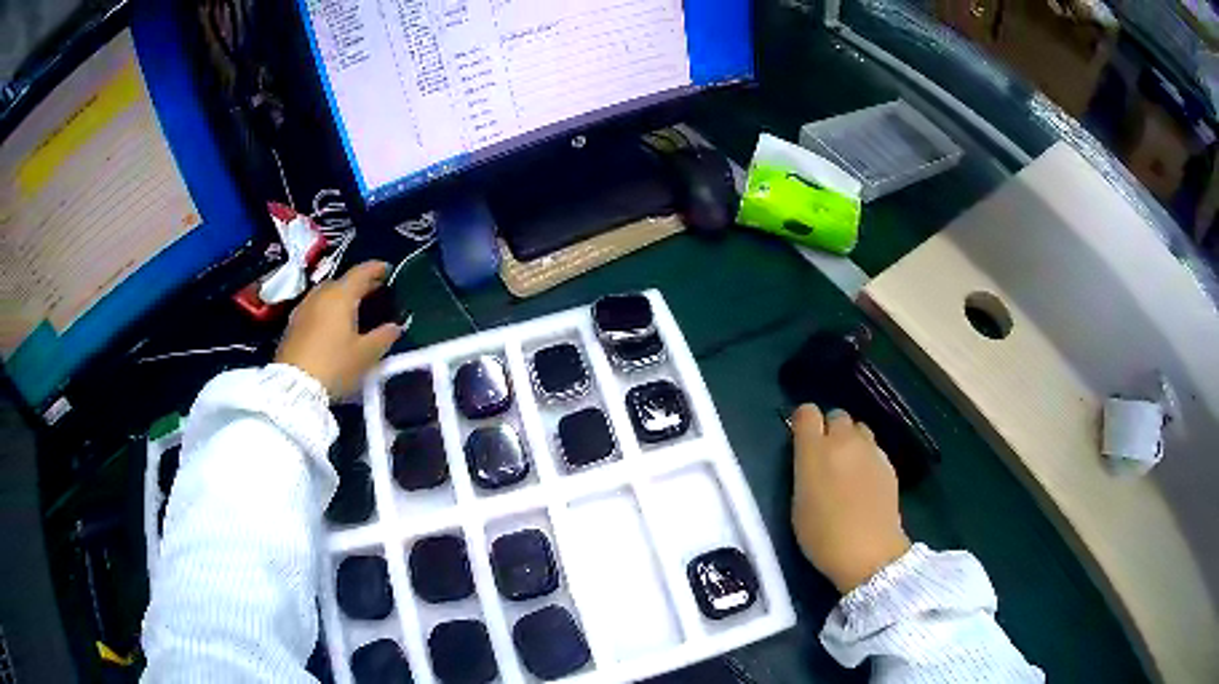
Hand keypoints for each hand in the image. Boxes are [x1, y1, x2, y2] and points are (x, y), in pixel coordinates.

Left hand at [275, 261, 401, 397]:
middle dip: (359, 284)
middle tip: (374, 292)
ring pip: (326, 294)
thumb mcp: (365, 355)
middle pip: (342, 281)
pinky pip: (315, 308)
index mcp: (341, 295)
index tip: (387, 269)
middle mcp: (320, 294)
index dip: (376, 268)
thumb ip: (384, 337)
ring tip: (354, 308)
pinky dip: (327, 309)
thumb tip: (395, 326)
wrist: (293, 387)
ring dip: (341, 297)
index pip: (361, 272)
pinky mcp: (293, 324)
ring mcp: (304, 308)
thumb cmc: (334, 365)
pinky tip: (333, 324)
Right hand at [791, 405, 910, 593]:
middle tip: (825, 456)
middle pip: (837, 416)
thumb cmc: (823, 536)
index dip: (803, 422)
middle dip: (829, 429)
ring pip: (859, 429)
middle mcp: (844, 442)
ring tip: (847, 467)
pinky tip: (864, 483)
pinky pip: (874, 449)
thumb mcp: (798, 504)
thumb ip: (804, 471)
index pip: (807, 412)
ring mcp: (871, 451)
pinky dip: (866, 457)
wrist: (870, 552)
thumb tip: (809, 459)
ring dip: (851, 441)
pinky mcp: (889, 464)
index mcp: (815, 451)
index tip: (801, 438)